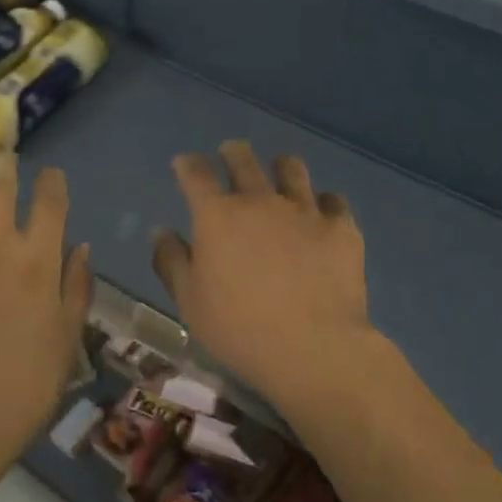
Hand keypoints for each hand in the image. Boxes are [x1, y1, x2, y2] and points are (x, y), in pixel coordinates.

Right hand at [153, 141, 383, 415]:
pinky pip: (333, 200)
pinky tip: (321, 214)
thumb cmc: (239, 328)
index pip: (196, 173)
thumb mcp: (190, 301)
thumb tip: (161, 232)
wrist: (313, 348)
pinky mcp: (340, 227)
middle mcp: (259, 200)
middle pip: (243, 159)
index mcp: (217, 215)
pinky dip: (323, 203)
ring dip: (280, 167)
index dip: (188, 164)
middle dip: (233, 152)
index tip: (185, 164)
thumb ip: (172, 261)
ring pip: (291, 168)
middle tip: (230, 154)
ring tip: (279, 173)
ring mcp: (304, 210)